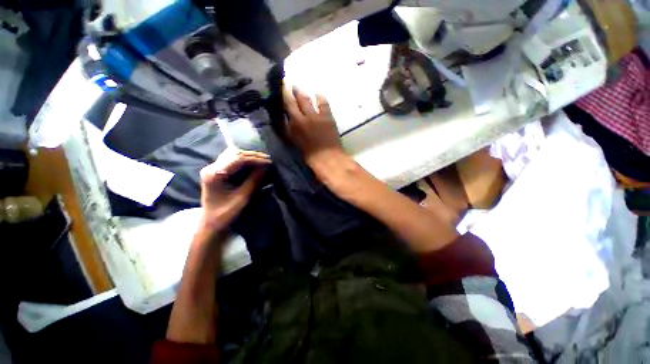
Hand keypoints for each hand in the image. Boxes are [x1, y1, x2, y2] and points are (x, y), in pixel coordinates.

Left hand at [199, 148, 270, 230]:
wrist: (210, 222)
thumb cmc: (225, 213)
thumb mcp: (242, 198)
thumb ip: (254, 181)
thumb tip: (266, 167)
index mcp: (214, 174)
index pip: (238, 159)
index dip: (255, 159)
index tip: (269, 161)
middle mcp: (211, 167)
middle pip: (235, 154)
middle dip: (254, 155)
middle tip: (269, 159)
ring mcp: (213, 168)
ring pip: (233, 154)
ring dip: (249, 156)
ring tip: (263, 159)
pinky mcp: (216, 171)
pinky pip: (231, 159)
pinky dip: (244, 159)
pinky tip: (253, 162)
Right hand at [283, 85, 344, 165]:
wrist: (327, 158)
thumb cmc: (310, 155)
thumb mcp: (295, 143)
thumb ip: (290, 131)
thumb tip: (286, 120)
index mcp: (294, 126)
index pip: (286, 107)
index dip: (283, 96)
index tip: (281, 88)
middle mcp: (302, 118)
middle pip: (295, 101)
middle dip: (291, 91)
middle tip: (289, 85)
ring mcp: (316, 116)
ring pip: (307, 100)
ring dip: (302, 93)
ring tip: (298, 88)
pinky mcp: (327, 117)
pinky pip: (323, 103)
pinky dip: (320, 98)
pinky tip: (318, 94)